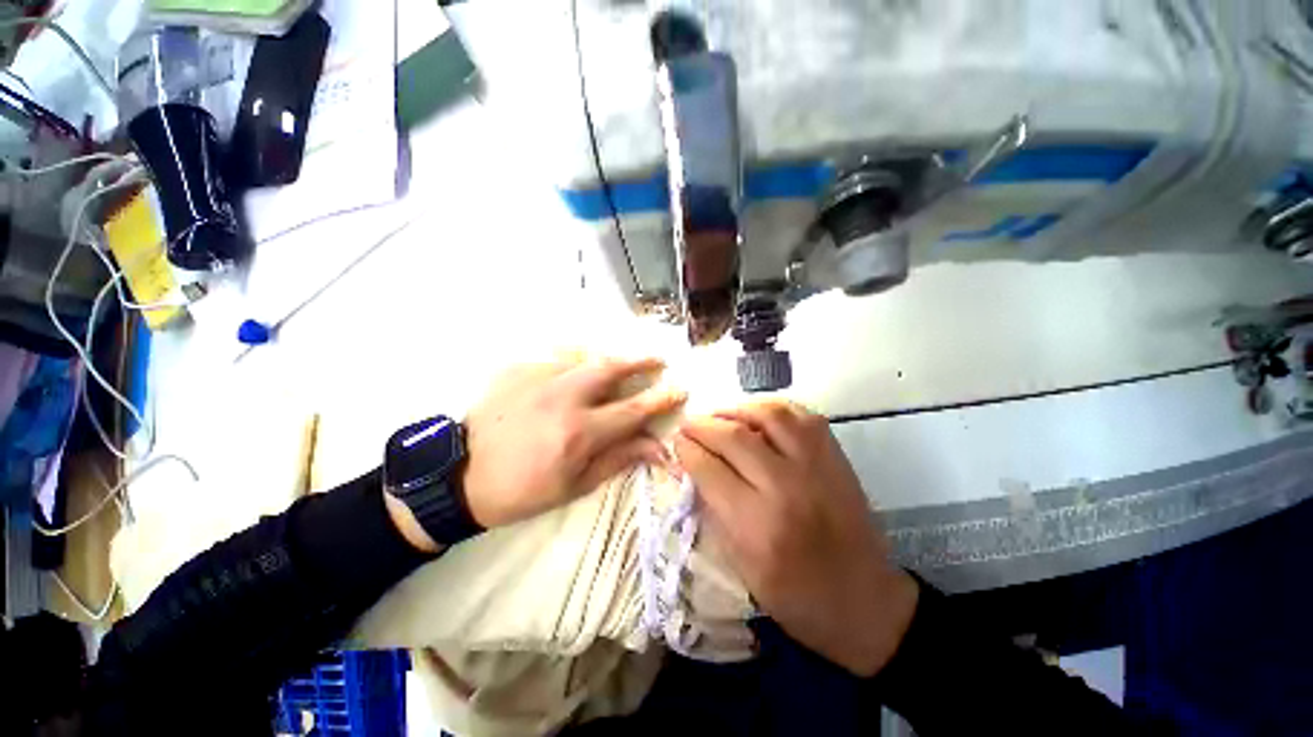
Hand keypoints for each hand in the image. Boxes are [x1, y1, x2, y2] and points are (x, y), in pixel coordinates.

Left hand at [461, 355, 685, 527]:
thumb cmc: (524, 490)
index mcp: (580, 432)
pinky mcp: (519, 370)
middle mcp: (563, 397)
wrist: (461, 475)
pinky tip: (575, 375)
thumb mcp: (575, 485)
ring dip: (608, 361)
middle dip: (640, 361)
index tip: (679, 389)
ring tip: (619, 366)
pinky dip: (575, 364)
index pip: (633, 410)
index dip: (660, 398)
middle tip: (657, 360)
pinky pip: (557, 360)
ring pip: (586, 358)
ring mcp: (538, 378)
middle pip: (612, 369)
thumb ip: (618, 459)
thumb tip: (657, 448)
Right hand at [673, 399, 917, 676]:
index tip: (676, 441)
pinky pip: (801, 416)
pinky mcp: (835, 458)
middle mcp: (785, 488)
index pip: (709, 469)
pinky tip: (758, 415)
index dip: (687, 449)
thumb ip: (713, 509)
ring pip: (769, 415)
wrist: (865, 601)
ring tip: (721, 416)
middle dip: (703, 425)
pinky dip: (773, 408)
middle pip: (734, 436)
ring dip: (737, 409)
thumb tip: (691, 467)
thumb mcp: (741, 566)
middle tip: (689, 424)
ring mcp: (816, 467)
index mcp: (757, 525)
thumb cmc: (795, 596)